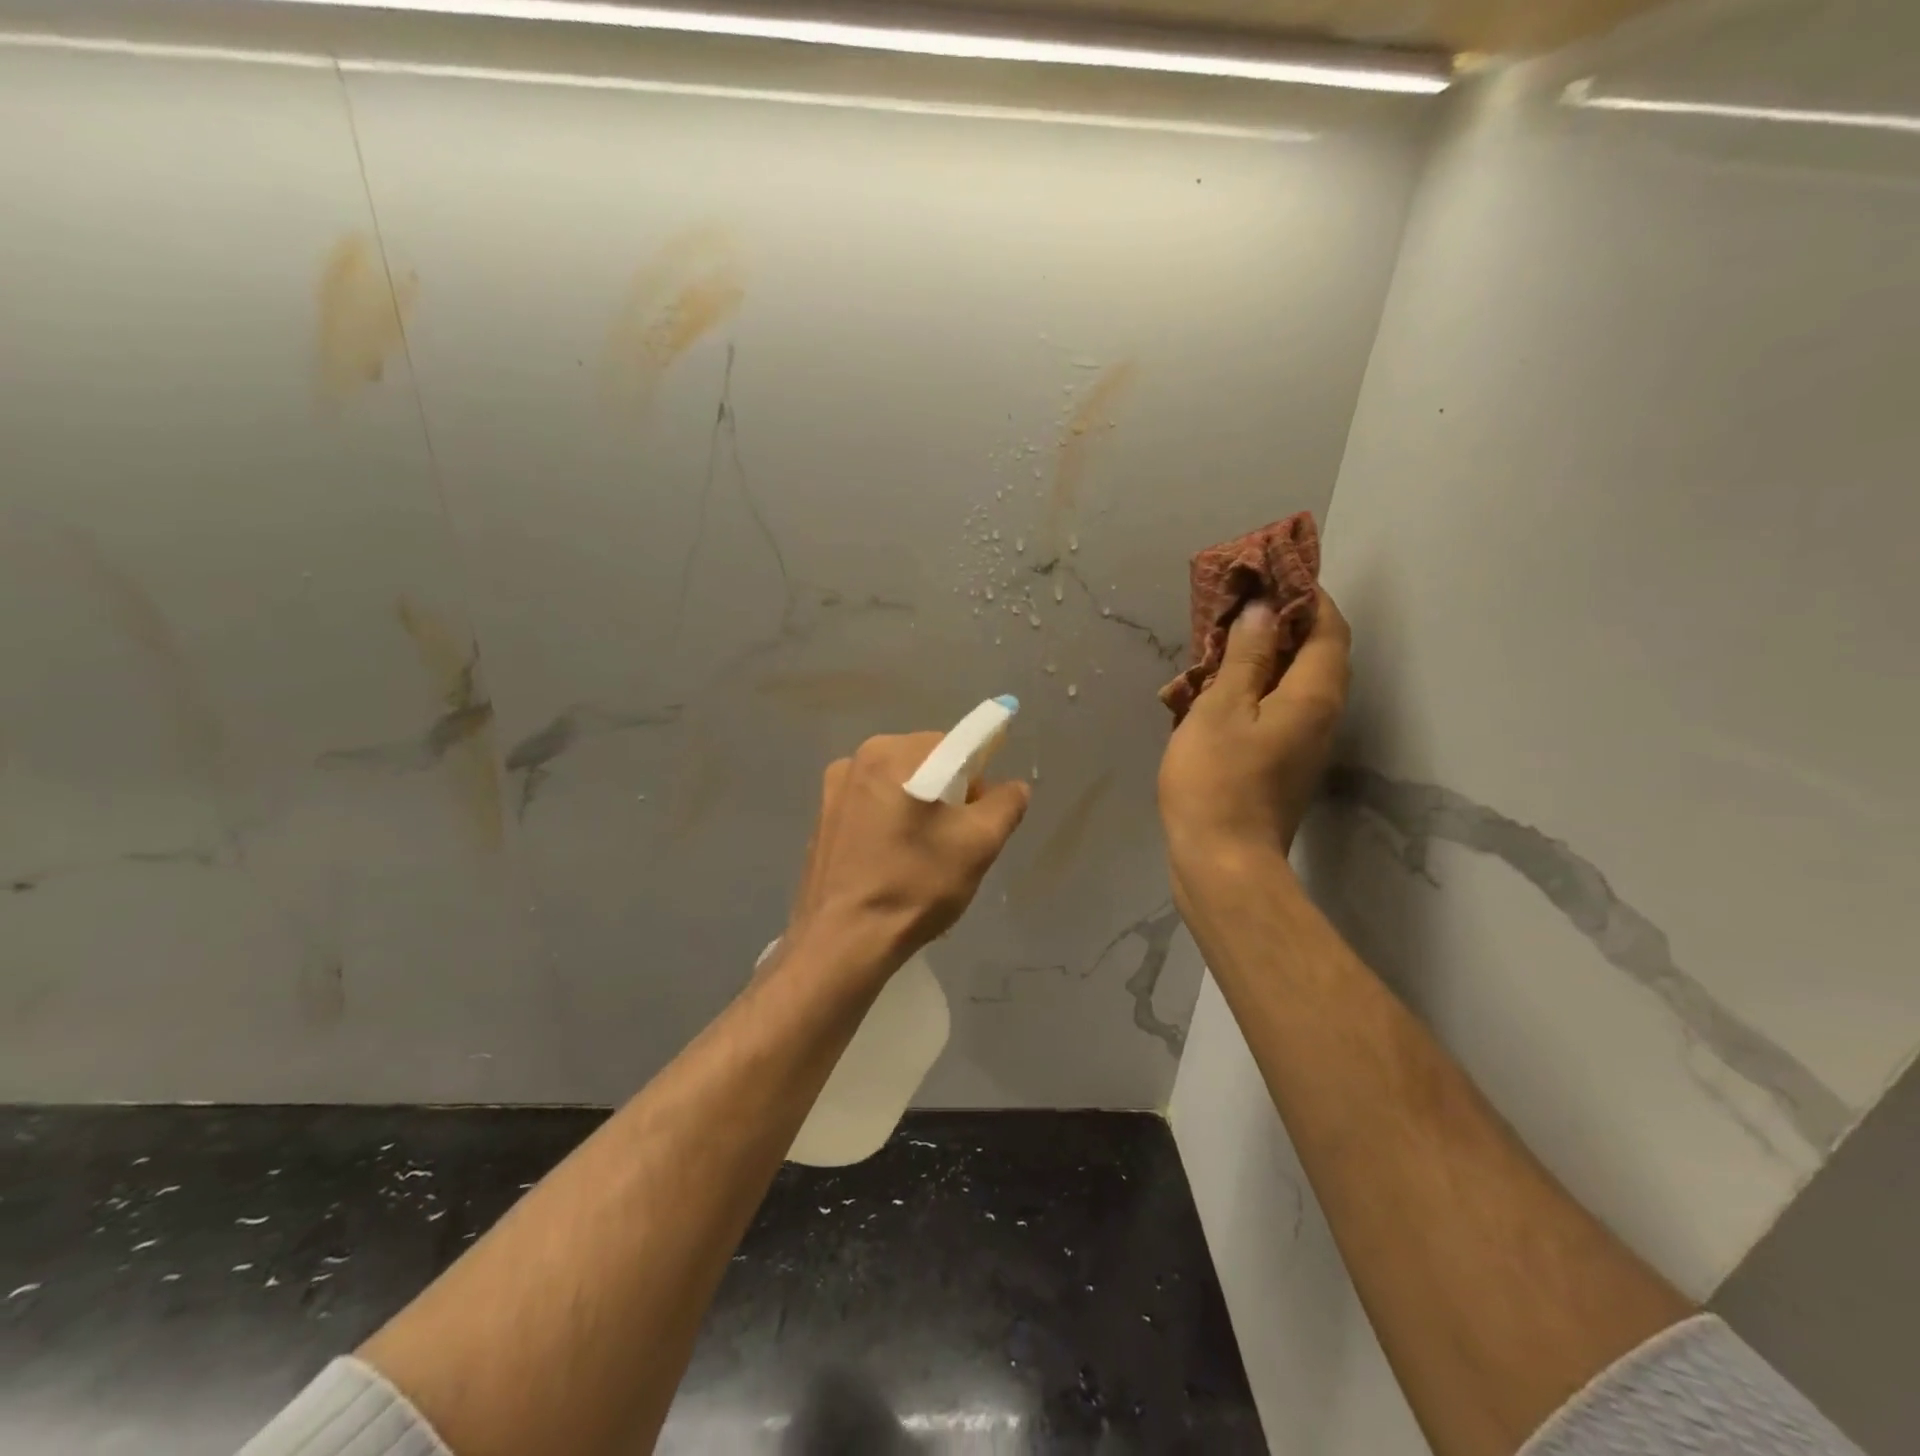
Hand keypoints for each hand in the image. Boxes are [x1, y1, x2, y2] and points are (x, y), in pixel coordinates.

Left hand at [784, 733, 1030, 980]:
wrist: (842, 942)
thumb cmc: (914, 885)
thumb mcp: (978, 844)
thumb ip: (1005, 804)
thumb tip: (1013, 787)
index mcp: (891, 754)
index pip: (954, 745)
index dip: (979, 777)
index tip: (980, 815)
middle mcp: (856, 760)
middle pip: (925, 764)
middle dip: (949, 796)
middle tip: (958, 842)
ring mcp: (833, 791)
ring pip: (898, 788)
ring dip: (920, 812)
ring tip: (926, 859)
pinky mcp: (822, 822)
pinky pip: (872, 810)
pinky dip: (892, 827)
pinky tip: (895, 866)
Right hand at [1158, 589, 1351, 877]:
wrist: (1222, 861)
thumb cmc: (1217, 780)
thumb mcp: (1221, 709)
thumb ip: (1245, 657)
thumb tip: (1264, 610)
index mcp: (1313, 695)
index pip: (1328, 628)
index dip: (1307, 595)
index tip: (1272, 573)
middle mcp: (1321, 716)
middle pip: (1317, 654)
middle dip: (1285, 621)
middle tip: (1242, 603)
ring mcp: (1305, 744)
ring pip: (1296, 683)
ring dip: (1268, 655)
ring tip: (1225, 640)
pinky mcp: (1284, 765)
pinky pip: (1279, 709)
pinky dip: (1257, 688)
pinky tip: (1219, 689)